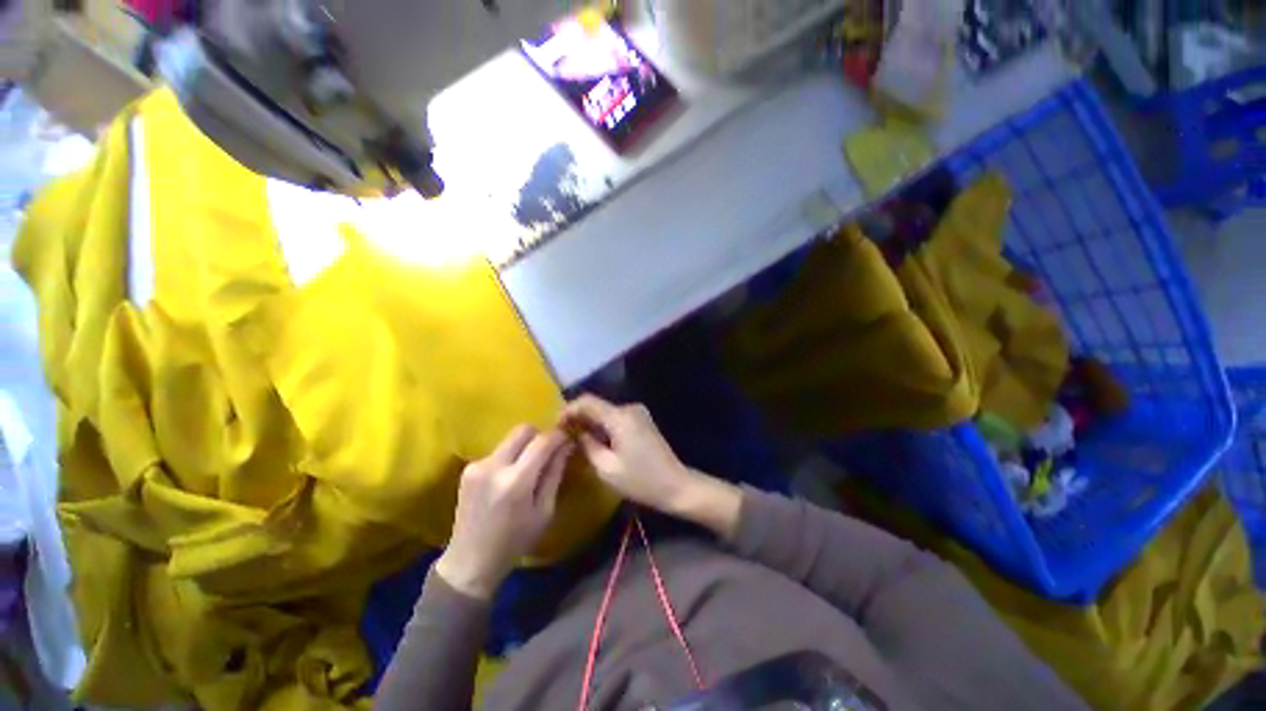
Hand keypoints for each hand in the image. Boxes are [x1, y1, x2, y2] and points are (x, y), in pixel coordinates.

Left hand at [435, 426, 571, 599]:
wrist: (470, 561)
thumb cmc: (515, 541)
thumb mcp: (544, 511)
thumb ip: (555, 473)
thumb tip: (566, 445)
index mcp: (516, 481)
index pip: (542, 441)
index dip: (558, 435)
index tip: (567, 438)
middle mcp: (494, 466)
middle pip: (523, 429)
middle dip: (540, 434)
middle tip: (548, 449)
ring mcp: (478, 465)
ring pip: (510, 438)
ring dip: (524, 445)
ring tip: (530, 466)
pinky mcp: (468, 468)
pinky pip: (498, 451)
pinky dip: (510, 456)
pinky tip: (510, 476)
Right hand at [561, 395, 741, 538]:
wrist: (675, 485)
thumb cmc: (640, 480)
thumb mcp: (606, 468)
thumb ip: (587, 445)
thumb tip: (575, 433)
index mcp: (620, 417)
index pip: (587, 402)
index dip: (568, 409)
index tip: (555, 424)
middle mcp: (629, 408)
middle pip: (597, 406)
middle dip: (578, 417)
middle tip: (561, 434)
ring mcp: (638, 413)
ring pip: (605, 412)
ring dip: (590, 422)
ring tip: (574, 438)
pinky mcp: (642, 421)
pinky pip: (616, 418)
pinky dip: (603, 426)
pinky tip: (594, 440)